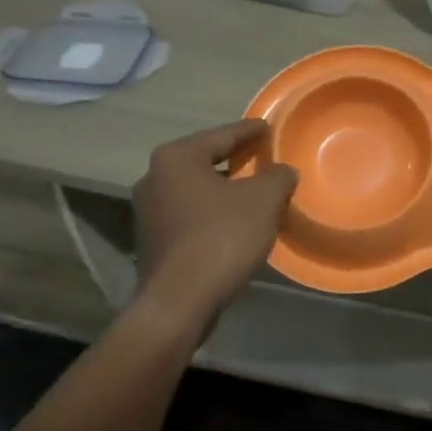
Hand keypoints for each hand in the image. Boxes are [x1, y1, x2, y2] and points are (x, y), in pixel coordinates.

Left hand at [130, 119, 297, 329]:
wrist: (179, 302)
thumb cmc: (222, 237)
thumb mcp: (263, 200)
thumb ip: (277, 177)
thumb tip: (283, 171)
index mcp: (177, 158)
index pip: (222, 135)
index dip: (250, 131)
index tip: (269, 127)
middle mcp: (154, 177)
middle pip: (205, 160)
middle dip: (235, 159)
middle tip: (263, 156)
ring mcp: (149, 211)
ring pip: (197, 188)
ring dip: (225, 188)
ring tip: (254, 190)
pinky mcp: (153, 240)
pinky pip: (191, 213)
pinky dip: (213, 211)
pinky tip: (235, 221)